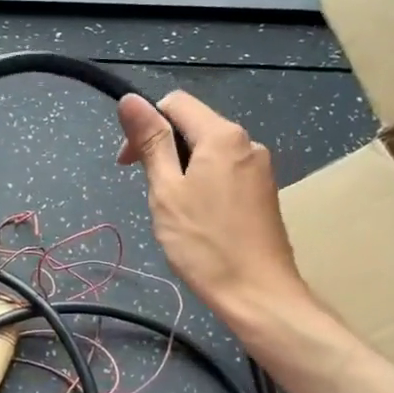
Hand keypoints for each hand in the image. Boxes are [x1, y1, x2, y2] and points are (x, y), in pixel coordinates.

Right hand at [117, 91, 313, 331]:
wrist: (257, 293)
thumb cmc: (204, 243)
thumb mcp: (166, 190)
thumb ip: (151, 142)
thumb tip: (129, 99)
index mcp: (223, 135)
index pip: (175, 103)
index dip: (145, 125)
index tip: (129, 163)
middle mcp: (247, 143)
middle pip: (194, 127)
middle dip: (163, 150)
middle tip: (149, 193)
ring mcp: (260, 169)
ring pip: (209, 154)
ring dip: (182, 171)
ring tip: (173, 212)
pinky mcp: (264, 193)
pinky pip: (225, 174)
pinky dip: (203, 186)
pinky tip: (198, 220)